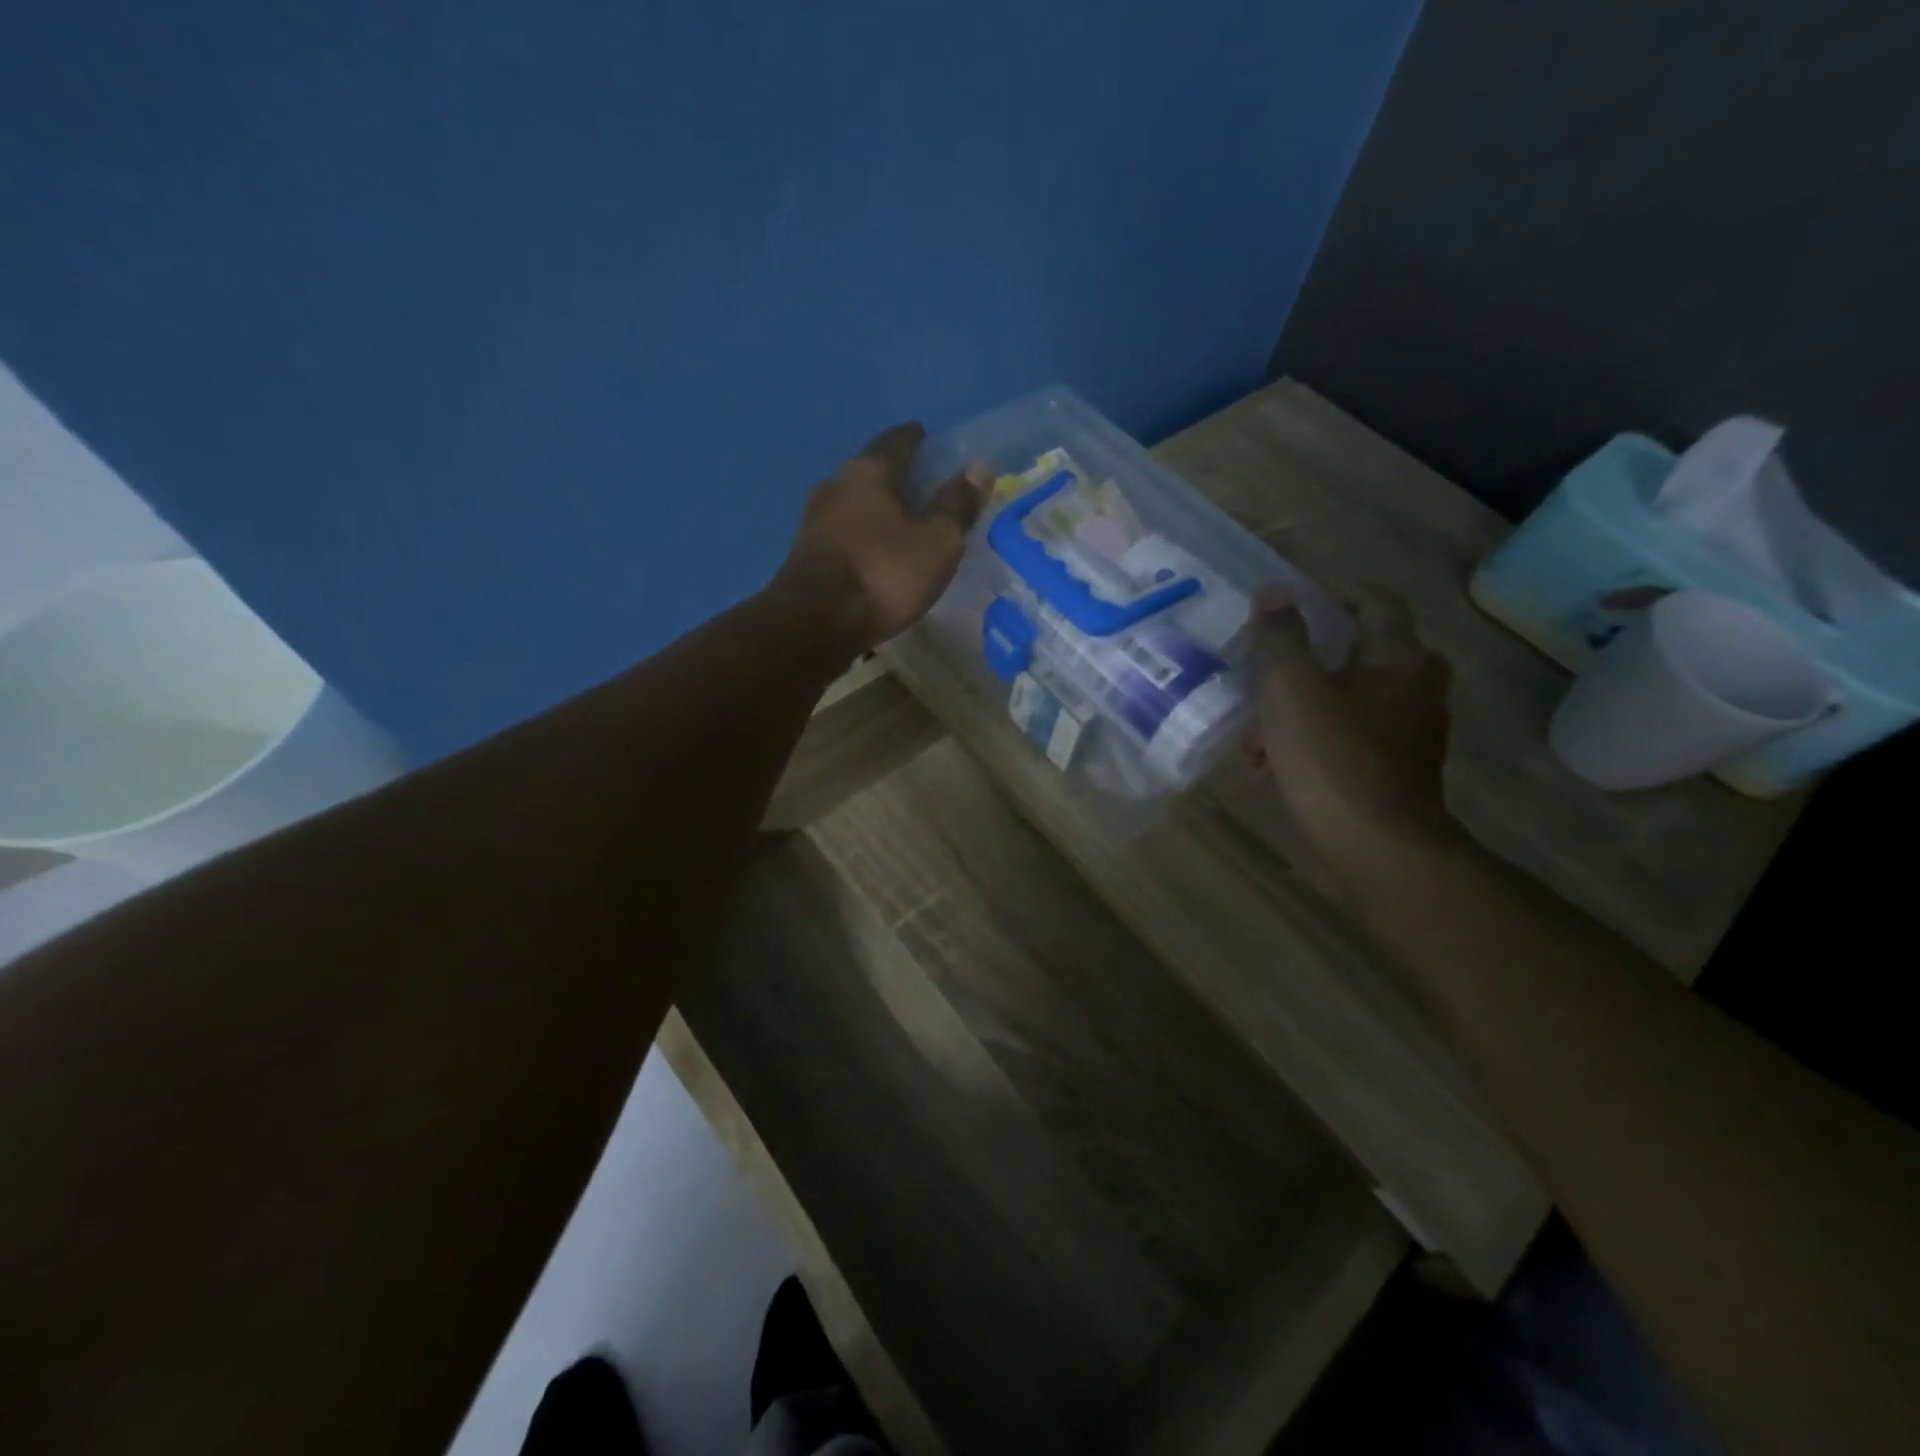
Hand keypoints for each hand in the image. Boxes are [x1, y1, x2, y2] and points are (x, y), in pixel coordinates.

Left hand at [772, 422, 989, 652]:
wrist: (815, 622)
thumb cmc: (884, 574)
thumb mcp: (937, 542)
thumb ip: (957, 505)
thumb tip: (979, 467)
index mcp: (869, 471)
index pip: (898, 441)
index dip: (917, 439)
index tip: (929, 440)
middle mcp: (836, 485)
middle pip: (872, 471)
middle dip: (897, 476)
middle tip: (923, 486)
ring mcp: (814, 520)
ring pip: (854, 503)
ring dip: (877, 509)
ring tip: (902, 522)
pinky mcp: (806, 554)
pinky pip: (844, 533)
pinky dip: (863, 535)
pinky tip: (876, 551)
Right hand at [1248, 581, 1456, 889]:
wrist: (1376, 848)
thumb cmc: (1331, 758)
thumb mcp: (1290, 689)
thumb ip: (1280, 637)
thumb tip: (1274, 592)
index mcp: (1398, 657)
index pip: (1373, 601)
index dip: (1335, 589)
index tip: (1297, 591)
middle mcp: (1416, 686)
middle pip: (1359, 651)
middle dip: (1309, 654)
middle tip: (1269, 659)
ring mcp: (1411, 730)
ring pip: (1349, 697)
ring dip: (1303, 702)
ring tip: (1257, 725)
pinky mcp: (1397, 768)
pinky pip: (1350, 735)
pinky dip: (1314, 736)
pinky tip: (1274, 761)